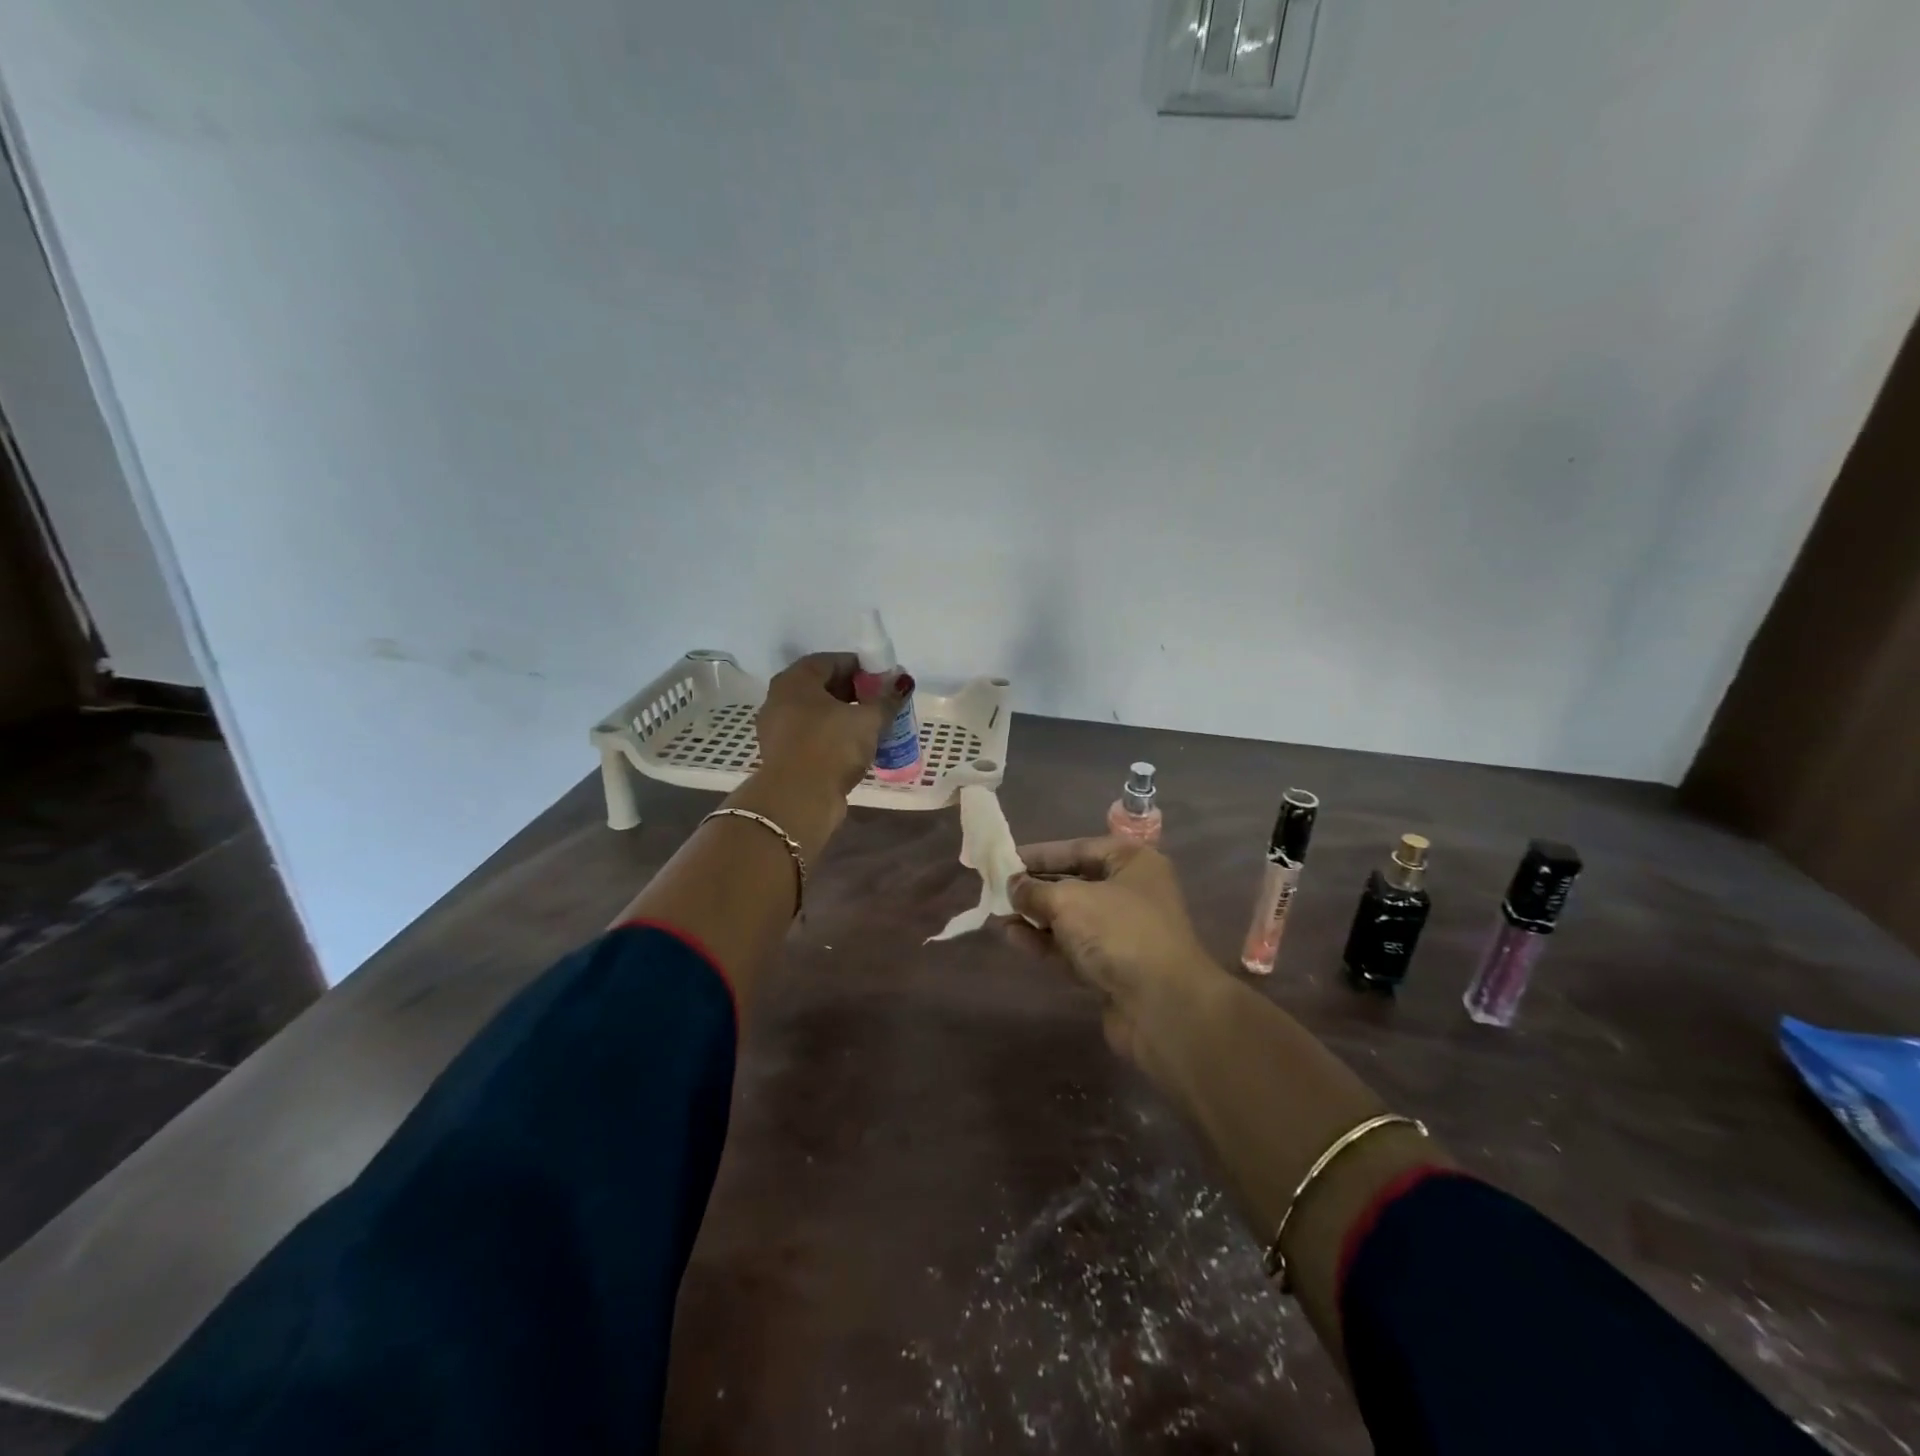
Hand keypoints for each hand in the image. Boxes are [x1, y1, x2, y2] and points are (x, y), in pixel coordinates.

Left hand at [755, 652, 903, 797]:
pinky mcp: (783, 755)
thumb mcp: (867, 720)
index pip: (830, 661)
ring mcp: (778, 729)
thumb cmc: (831, 747)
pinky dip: (833, 736)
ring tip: (873, 725)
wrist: (798, 800)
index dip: (860, 666)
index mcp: (795, 681)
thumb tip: (903, 682)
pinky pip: (812, 735)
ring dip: (844, 716)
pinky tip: (855, 747)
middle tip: (881, 701)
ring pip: (817, 713)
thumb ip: (887, 699)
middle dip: (853, 691)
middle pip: (821, 686)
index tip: (883, 679)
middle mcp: (780, 699)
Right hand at [1006, 837, 1218, 1060]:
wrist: (1163, 1006)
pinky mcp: (1112, 968)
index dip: (1040, 854)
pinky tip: (1013, 937)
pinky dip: (1044, 942)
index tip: (1005, 860)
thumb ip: (1034, 890)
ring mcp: (1123, 933)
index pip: (1078, 849)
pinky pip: (1072, 947)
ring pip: (1070, 919)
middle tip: (997, 889)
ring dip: (1035, 917)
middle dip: (1035, 888)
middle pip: (1074, 883)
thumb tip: (1012, 885)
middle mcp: (1131, 893)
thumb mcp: (1069, 901)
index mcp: (1132, 862)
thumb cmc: (1119, 933)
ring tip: (998, 914)